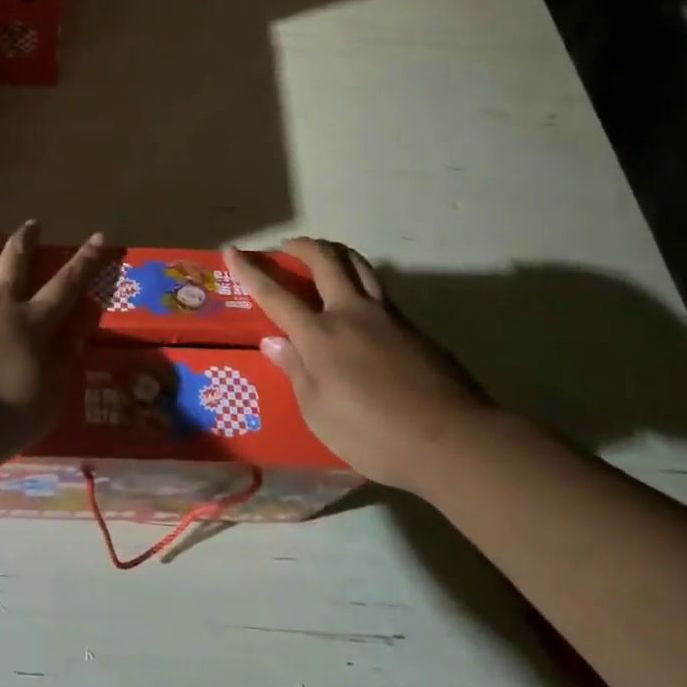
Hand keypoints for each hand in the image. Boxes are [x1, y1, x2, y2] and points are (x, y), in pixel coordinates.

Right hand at [226, 238, 491, 492]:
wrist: (454, 440)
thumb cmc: (374, 434)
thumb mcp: (320, 413)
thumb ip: (296, 372)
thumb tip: (275, 342)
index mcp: (320, 335)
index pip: (276, 294)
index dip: (251, 270)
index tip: (233, 249)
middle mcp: (350, 314)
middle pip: (324, 261)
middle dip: (301, 246)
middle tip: (287, 247)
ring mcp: (387, 317)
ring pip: (359, 265)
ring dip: (335, 253)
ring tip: (324, 257)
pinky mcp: (414, 329)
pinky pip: (380, 291)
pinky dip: (361, 281)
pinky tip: (360, 305)